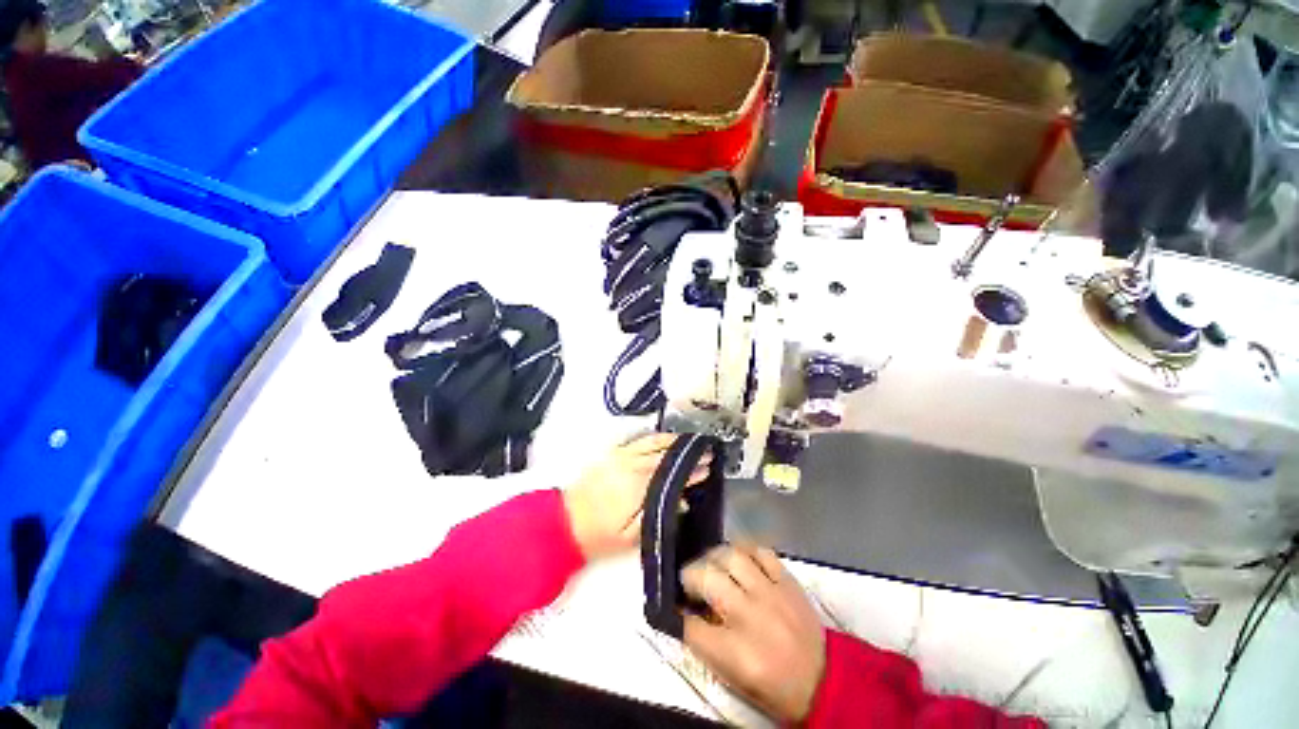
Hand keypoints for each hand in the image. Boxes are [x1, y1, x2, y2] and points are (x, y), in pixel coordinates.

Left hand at [563, 433, 711, 560]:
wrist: (565, 523)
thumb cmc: (600, 535)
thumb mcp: (631, 537)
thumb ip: (658, 516)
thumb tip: (682, 501)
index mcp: (636, 488)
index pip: (670, 476)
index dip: (691, 472)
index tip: (707, 469)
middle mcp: (630, 466)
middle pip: (664, 456)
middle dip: (687, 455)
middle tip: (706, 452)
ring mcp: (620, 456)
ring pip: (653, 444)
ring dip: (674, 442)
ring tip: (691, 442)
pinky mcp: (613, 453)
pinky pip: (638, 440)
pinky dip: (656, 437)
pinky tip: (666, 438)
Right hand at [682, 544, 825, 723]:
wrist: (824, 681)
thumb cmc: (774, 686)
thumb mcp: (734, 678)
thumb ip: (707, 644)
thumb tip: (688, 613)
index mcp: (735, 652)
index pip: (690, 625)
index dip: (679, 615)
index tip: (679, 609)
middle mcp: (749, 616)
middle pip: (706, 578)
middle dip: (690, 577)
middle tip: (690, 582)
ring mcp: (770, 593)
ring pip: (731, 556)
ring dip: (714, 557)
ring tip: (712, 565)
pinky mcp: (787, 580)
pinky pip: (761, 551)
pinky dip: (745, 550)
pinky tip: (740, 558)